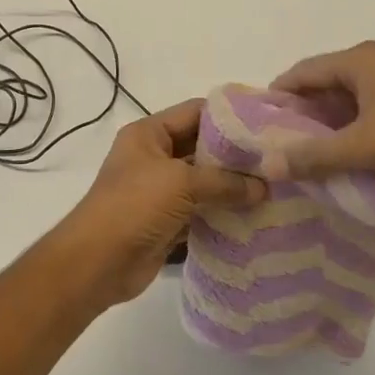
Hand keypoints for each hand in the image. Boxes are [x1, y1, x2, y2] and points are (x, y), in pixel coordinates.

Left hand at [49, 100, 265, 308]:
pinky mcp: (166, 222)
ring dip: (232, 187)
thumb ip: (224, 182)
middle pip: (201, 147)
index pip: (195, 112)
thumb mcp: (180, 183)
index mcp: (148, 134)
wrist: (97, 263)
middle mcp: (153, 157)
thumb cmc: (133, 207)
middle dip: (235, 155)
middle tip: (277, 160)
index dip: (228, 115)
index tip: (266, 123)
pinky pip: (200, 211)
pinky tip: (254, 217)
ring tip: (274, 189)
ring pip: (203, 182)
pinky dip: (222, 214)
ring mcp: (159, 191)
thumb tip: (263, 188)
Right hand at [266, 41, 374, 193]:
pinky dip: (361, 124)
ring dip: (335, 120)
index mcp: (361, 60)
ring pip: (355, 96)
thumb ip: (314, 156)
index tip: (262, 120)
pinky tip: (358, 152)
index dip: (281, 93)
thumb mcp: (363, 147)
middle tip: (287, 140)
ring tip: (318, 151)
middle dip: (307, 111)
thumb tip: (268, 165)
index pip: (305, 70)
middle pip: (329, 82)